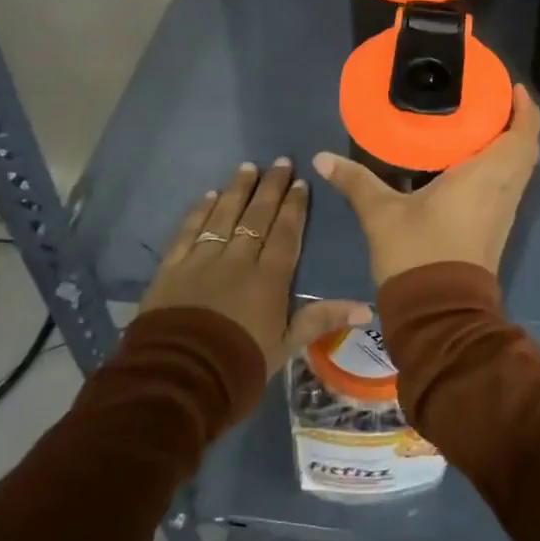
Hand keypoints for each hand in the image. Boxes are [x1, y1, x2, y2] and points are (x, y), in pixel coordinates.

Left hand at [141, 158, 370, 375]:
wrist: (178, 378)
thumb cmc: (239, 365)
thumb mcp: (285, 346)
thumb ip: (321, 319)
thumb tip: (367, 308)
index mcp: (268, 278)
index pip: (285, 233)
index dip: (294, 206)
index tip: (300, 182)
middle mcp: (237, 259)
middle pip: (256, 216)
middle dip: (270, 187)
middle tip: (280, 162)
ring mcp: (202, 260)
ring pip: (223, 215)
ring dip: (237, 190)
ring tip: (247, 167)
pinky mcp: (172, 268)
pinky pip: (188, 231)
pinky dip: (199, 211)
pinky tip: (208, 195)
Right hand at [313, 86, 539, 286]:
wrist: (440, 315)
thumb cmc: (418, 254)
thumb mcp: (382, 214)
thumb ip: (355, 181)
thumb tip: (322, 157)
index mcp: (486, 176)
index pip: (523, 135)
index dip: (525, 109)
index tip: (512, 87)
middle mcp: (504, 190)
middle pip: (526, 149)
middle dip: (517, 122)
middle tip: (491, 101)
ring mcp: (504, 212)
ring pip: (520, 169)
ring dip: (511, 144)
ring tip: (481, 122)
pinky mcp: (496, 228)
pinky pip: (509, 185)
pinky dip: (501, 165)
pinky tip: (470, 161)